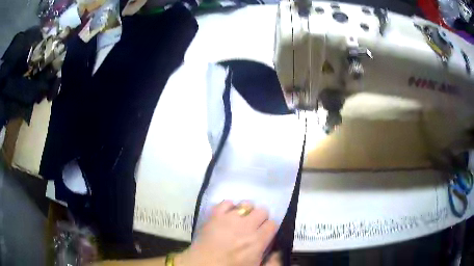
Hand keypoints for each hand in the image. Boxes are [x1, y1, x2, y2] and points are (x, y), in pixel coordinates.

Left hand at [176, 201, 276, 265]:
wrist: (202, 265)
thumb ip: (272, 261)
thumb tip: (279, 250)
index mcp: (257, 241)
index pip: (272, 224)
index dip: (269, 228)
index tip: (265, 233)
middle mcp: (246, 226)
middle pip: (262, 211)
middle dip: (260, 218)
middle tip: (253, 227)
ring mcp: (229, 218)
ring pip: (246, 204)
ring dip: (246, 211)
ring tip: (240, 220)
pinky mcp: (214, 215)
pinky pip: (226, 202)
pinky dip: (229, 207)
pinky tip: (228, 215)